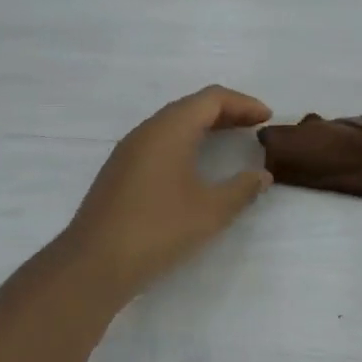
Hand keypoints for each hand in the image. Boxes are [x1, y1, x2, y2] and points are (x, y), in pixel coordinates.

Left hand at [62, 86, 273, 293]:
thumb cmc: (158, 229)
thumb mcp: (211, 211)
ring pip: (173, 123)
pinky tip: (196, 164)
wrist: (94, 262)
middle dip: (226, 112)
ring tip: (231, 140)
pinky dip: (185, 141)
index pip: (211, 99)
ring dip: (204, 126)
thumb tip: (262, 176)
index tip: (267, 118)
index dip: (243, 103)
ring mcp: (129, 149)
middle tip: (255, 126)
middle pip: (192, 106)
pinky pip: (160, 141)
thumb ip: (242, 189)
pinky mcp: (121, 170)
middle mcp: (147, 130)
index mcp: (170, 129)